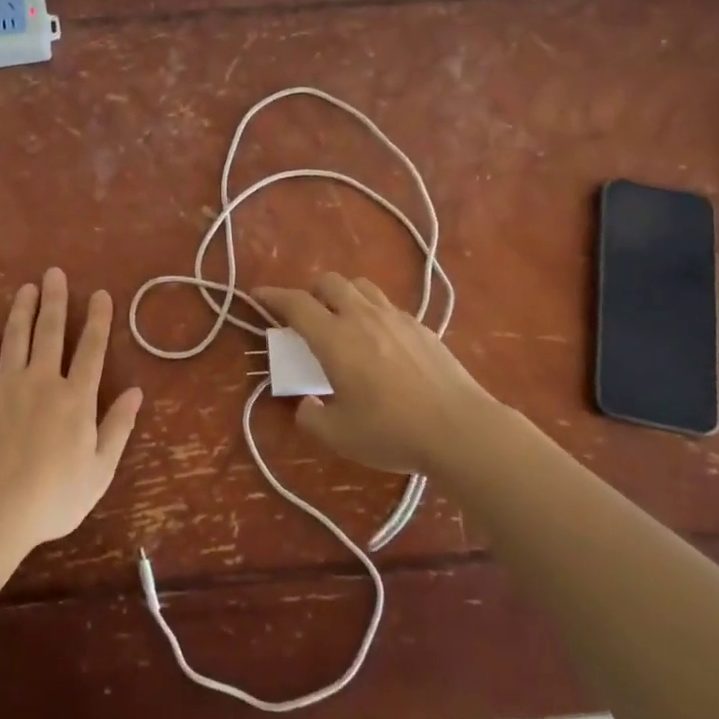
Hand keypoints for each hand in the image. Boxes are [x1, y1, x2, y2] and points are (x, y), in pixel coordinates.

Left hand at [0, 267, 142, 548]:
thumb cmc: (54, 495)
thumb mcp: (100, 469)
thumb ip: (118, 426)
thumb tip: (136, 392)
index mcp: (76, 397)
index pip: (91, 349)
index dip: (98, 319)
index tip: (100, 294)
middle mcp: (43, 380)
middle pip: (50, 331)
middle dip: (55, 300)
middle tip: (54, 273)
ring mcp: (6, 385)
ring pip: (15, 337)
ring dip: (21, 310)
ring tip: (25, 288)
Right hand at [256, 274, 499, 475]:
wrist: (459, 429)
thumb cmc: (392, 431)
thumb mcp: (340, 435)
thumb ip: (312, 417)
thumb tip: (306, 405)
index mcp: (334, 338)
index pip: (296, 303)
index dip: (273, 296)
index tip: (258, 294)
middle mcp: (362, 317)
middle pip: (329, 282)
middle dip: (312, 292)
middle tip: (308, 316)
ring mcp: (396, 318)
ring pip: (362, 286)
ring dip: (344, 295)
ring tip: (344, 321)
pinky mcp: (422, 327)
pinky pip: (388, 306)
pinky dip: (374, 313)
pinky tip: (381, 342)